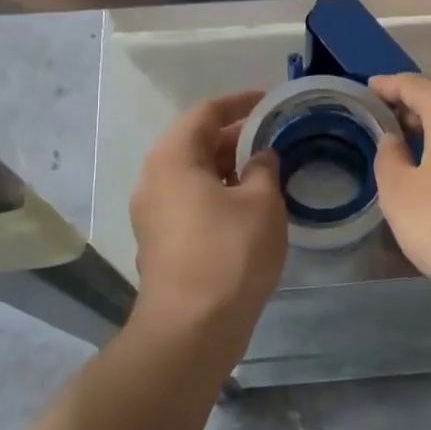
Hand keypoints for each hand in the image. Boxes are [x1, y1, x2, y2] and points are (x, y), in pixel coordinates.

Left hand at [129, 92, 286, 345]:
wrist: (192, 329)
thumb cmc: (229, 253)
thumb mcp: (261, 202)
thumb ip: (264, 168)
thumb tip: (262, 156)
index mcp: (173, 158)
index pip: (206, 112)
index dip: (240, 102)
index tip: (271, 100)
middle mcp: (155, 179)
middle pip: (197, 143)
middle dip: (237, 136)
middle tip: (277, 135)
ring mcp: (154, 214)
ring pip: (196, 175)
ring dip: (230, 167)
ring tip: (270, 169)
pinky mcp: (162, 242)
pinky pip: (192, 201)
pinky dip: (220, 193)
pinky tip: (251, 205)